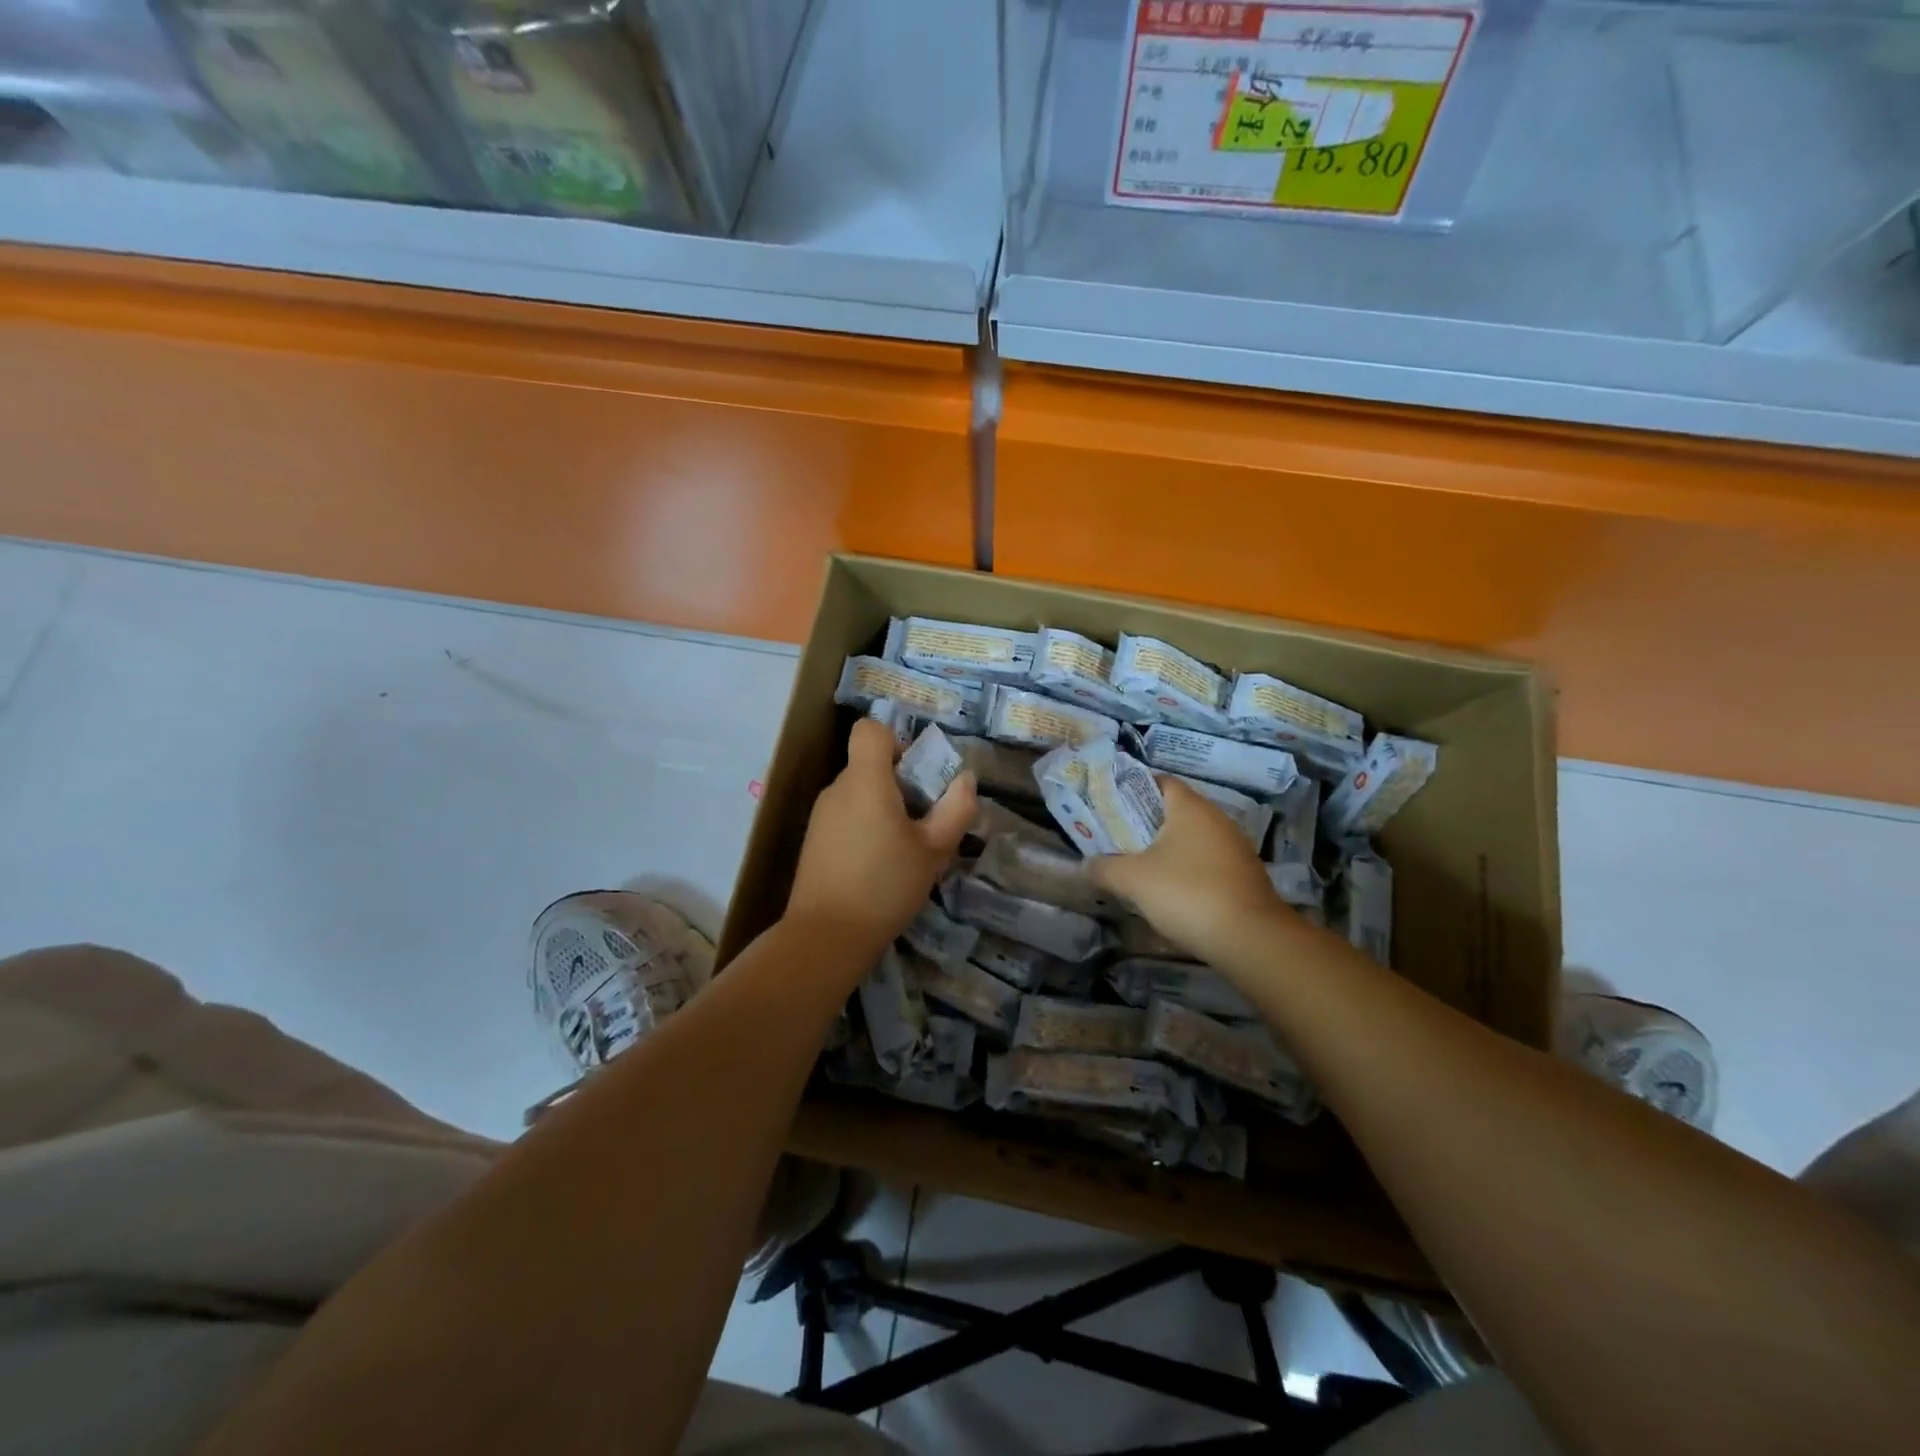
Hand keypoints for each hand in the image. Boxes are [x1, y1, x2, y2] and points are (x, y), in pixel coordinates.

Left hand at [785, 719, 976, 966]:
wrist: (826, 936)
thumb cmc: (885, 886)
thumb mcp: (935, 850)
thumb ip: (956, 809)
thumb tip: (965, 779)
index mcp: (865, 781)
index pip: (870, 730)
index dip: (896, 741)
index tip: (917, 775)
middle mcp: (838, 789)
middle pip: (869, 765)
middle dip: (901, 784)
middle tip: (925, 823)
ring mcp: (821, 816)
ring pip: (860, 794)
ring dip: (885, 810)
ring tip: (905, 851)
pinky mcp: (814, 841)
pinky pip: (847, 817)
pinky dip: (866, 829)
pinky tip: (879, 868)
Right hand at [1091, 777, 1289, 967]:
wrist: (1250, 939)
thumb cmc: (1187, 893)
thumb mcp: (1133, 880)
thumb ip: (1104, 868)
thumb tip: (1085, 865)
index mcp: (1190, 808)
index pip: (1161, 781)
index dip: (1135, 789)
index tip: (1111, 805)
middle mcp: (1216, 819)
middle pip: (1176, 811)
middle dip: (1147, 823)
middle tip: (1118, 838)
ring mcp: (1235, 847)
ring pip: (1193, 839)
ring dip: (1168, 849)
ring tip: (1140, 866)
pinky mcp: (1244, 876)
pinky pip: (1208, 862)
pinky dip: (1188, 870)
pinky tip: (1172, 891)